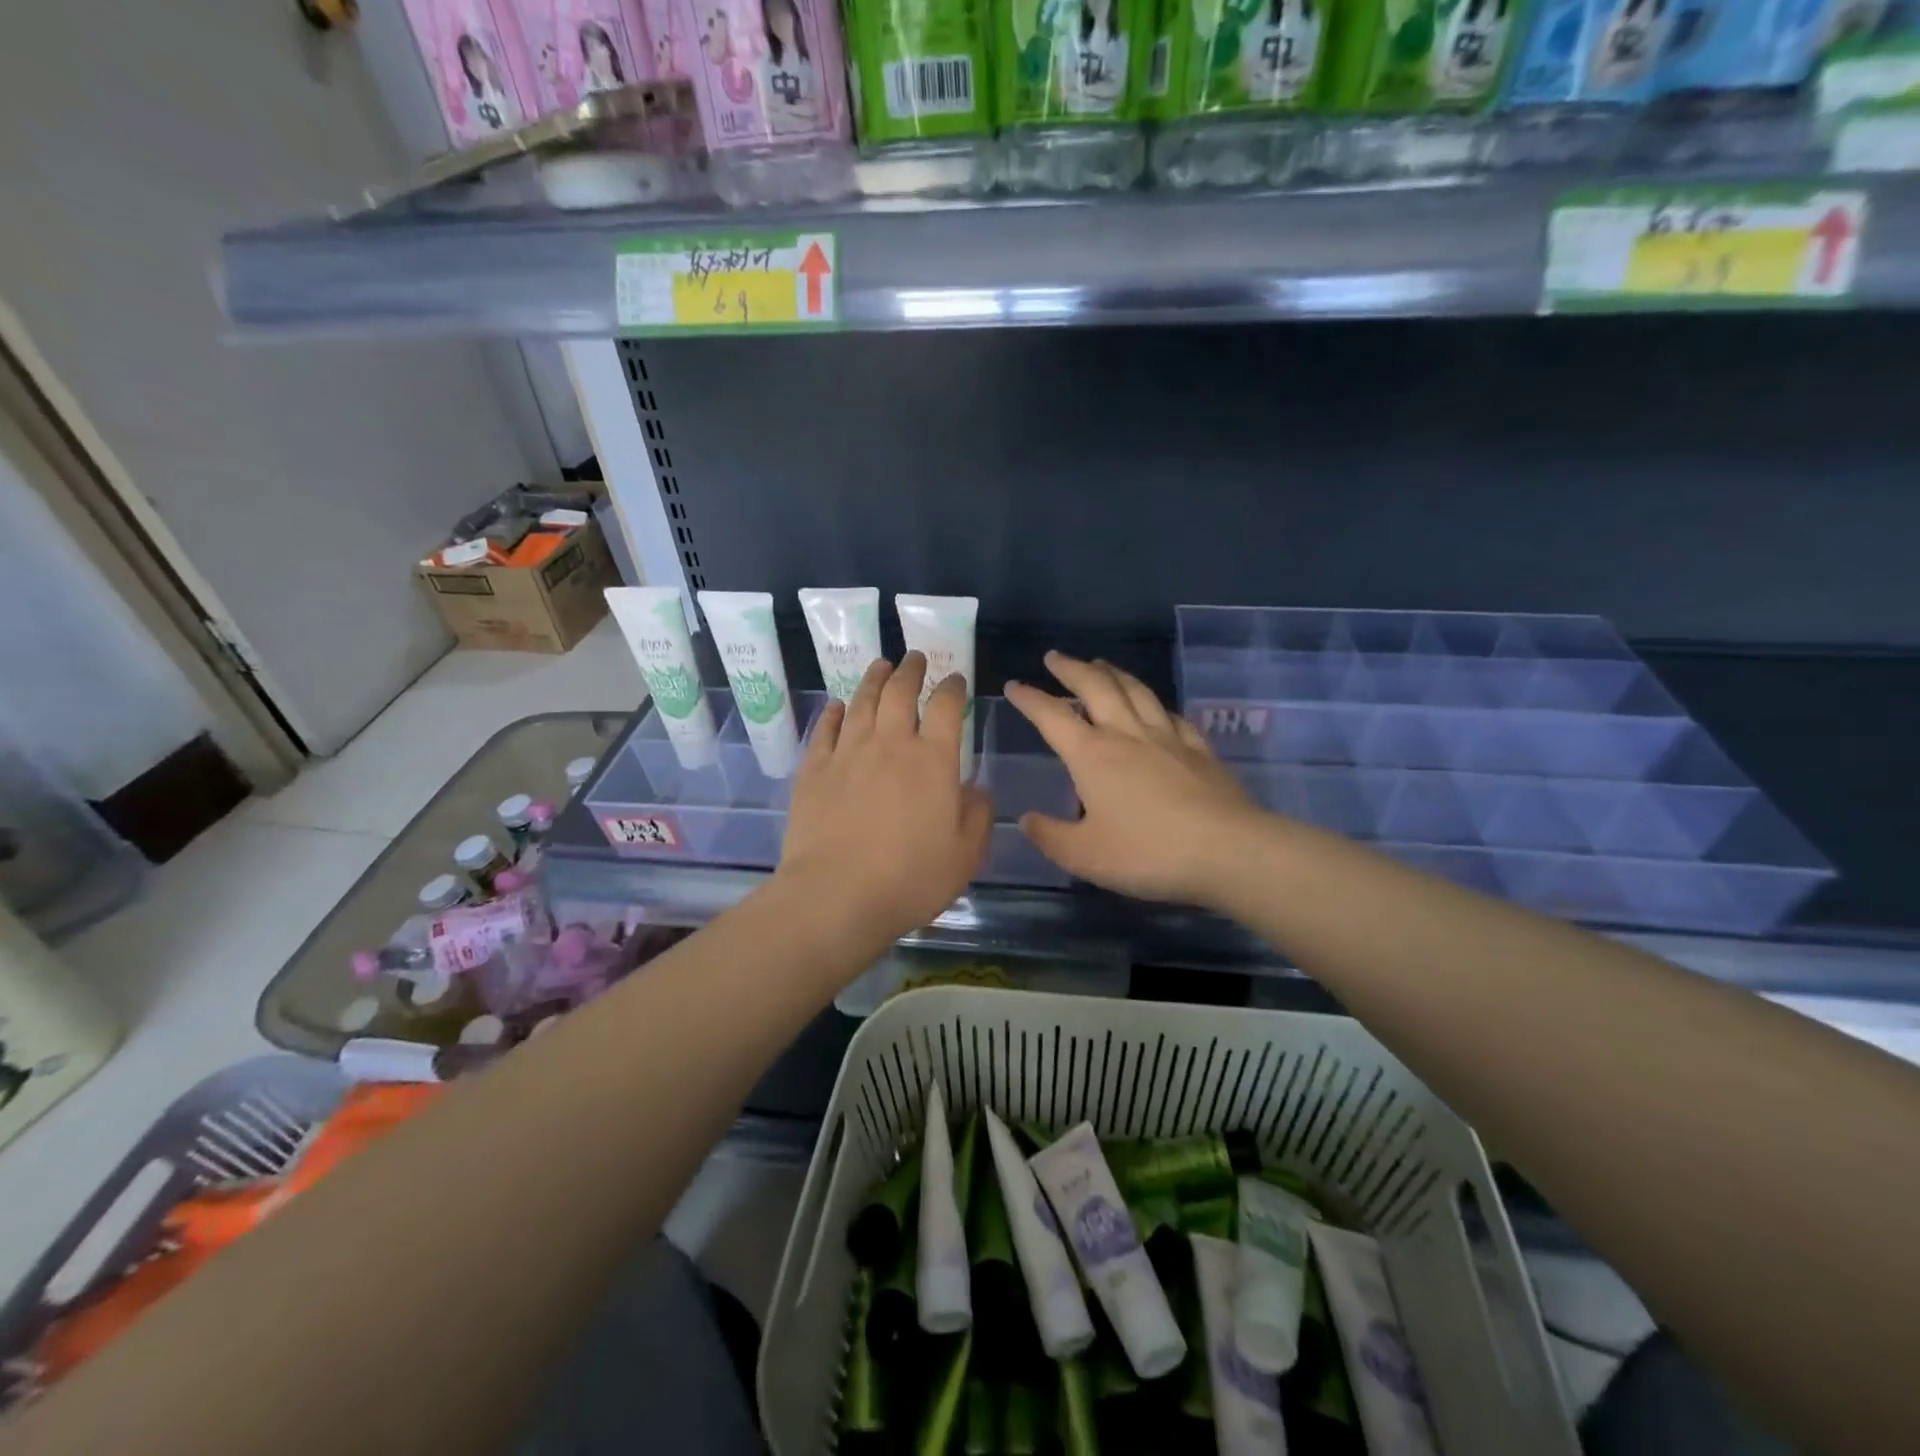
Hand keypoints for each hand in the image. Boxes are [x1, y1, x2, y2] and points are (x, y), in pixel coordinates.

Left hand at [779, 652, 992, 946]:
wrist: (836, 896)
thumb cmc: (910, 879)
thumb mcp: (965, 855)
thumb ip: (977, 815)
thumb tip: (975, 788)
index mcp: (933, 760)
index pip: (946, 707)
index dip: (952, 687)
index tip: (955, 679)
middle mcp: (890, 744)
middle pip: (900, 692)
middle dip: (911, 670)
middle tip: (915, 659)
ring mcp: (848, 753)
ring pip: (862, 701)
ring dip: (874, 679)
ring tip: (880, 665)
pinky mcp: (814, 769)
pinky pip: (826, 728)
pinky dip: (835, 712)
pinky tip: (838, 706)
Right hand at [1005, 652, 1258, 906]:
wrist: (1228, 851)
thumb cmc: (1148, 853)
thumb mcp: (1084, 855)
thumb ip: (1051, 835)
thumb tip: (1027, 819)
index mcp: (1093, 755)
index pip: (1052, 716)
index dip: (1030, 699)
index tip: (1014, 685)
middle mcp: (1127, 734)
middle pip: (1096, 687)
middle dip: (1071, 668)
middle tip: (1055, 658)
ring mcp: (1168, 738)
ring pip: (1137, 691)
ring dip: (1113, 673)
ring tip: (1100, 664)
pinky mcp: (1200, 750)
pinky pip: (1173, 716)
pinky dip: (1156, 705)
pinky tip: (1157, 708)